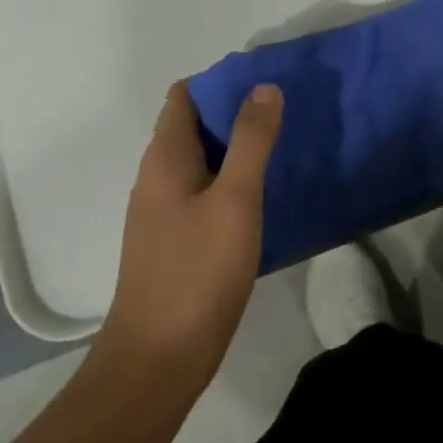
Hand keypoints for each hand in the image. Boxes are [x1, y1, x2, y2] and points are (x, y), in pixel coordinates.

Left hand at [102, 82, 280, 393]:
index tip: (264, 81)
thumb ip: (252, 141)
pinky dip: (231, 178)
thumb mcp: (235, 200)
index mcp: (165, 158)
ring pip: (201, 158)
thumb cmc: (197, 273)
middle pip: (194, 123)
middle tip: (285, 109)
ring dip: (236, 145)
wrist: (157, 361)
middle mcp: (157, 176)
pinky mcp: (175, 238)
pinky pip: (203, 189)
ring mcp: (163, 210)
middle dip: (235, 110)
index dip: (222, 81)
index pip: (186, 95)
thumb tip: (264, 86)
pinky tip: (262, 192)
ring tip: (282, 142)